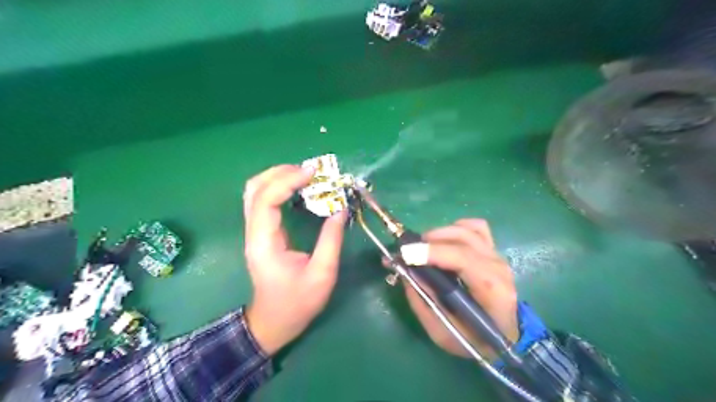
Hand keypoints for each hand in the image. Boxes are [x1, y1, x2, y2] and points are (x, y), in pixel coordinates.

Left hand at [244, 165, 349, 353]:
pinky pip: (264, 200)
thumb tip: (340, 209)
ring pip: (256, 191)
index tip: (314, 173)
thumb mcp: (322, 274)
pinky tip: (298, 188)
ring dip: (278, 177)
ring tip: (305, 175)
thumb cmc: (298, 303)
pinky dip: (279, 187)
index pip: (266, 199)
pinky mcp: (261, 232)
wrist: (275, 321)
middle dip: (281, 172)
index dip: (288, 180)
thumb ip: (331, 239)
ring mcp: (255, 231)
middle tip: (311, 171)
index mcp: (264, 242)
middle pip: (255, 188)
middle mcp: (254, 232)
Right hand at [389, 219, 516, 358]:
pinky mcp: (493, 250)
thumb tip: (405, 271)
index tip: (406, 253)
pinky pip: (476, 227)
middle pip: (463, 239)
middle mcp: (498, 267)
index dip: (433, 252)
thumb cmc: (474, 339)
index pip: (463, 259)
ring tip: (423, 247)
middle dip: (430, 241)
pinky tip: (444, 241)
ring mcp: (497, 256)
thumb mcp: (442, 332)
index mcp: (492, 290)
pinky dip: (456, 228)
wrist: (504, 336)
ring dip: (440, 233)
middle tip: (407, 251)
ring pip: (467, 229)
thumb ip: (423, 301)